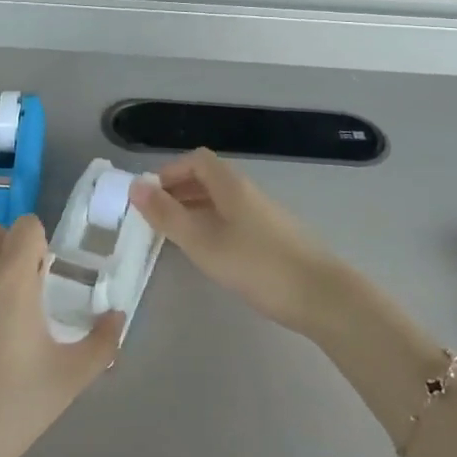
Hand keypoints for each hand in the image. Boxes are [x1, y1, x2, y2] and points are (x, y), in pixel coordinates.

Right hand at [129, 150, 340, 335]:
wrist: (321, 296)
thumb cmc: (257, 265)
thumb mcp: (203, 241)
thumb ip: (167, 214)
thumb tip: (135, 187)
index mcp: (231, 185)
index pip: (196, 160)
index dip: (169, 172)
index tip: (148, 196)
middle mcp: (247, 193)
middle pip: (208, 178)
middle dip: (177, 191)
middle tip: (153, 217)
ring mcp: (263, 215)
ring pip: (220, 201)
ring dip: (193, 209)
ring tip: (173, 234)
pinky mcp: (272, 238)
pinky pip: (232, 219)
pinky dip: (211, 226)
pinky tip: (207, 252)